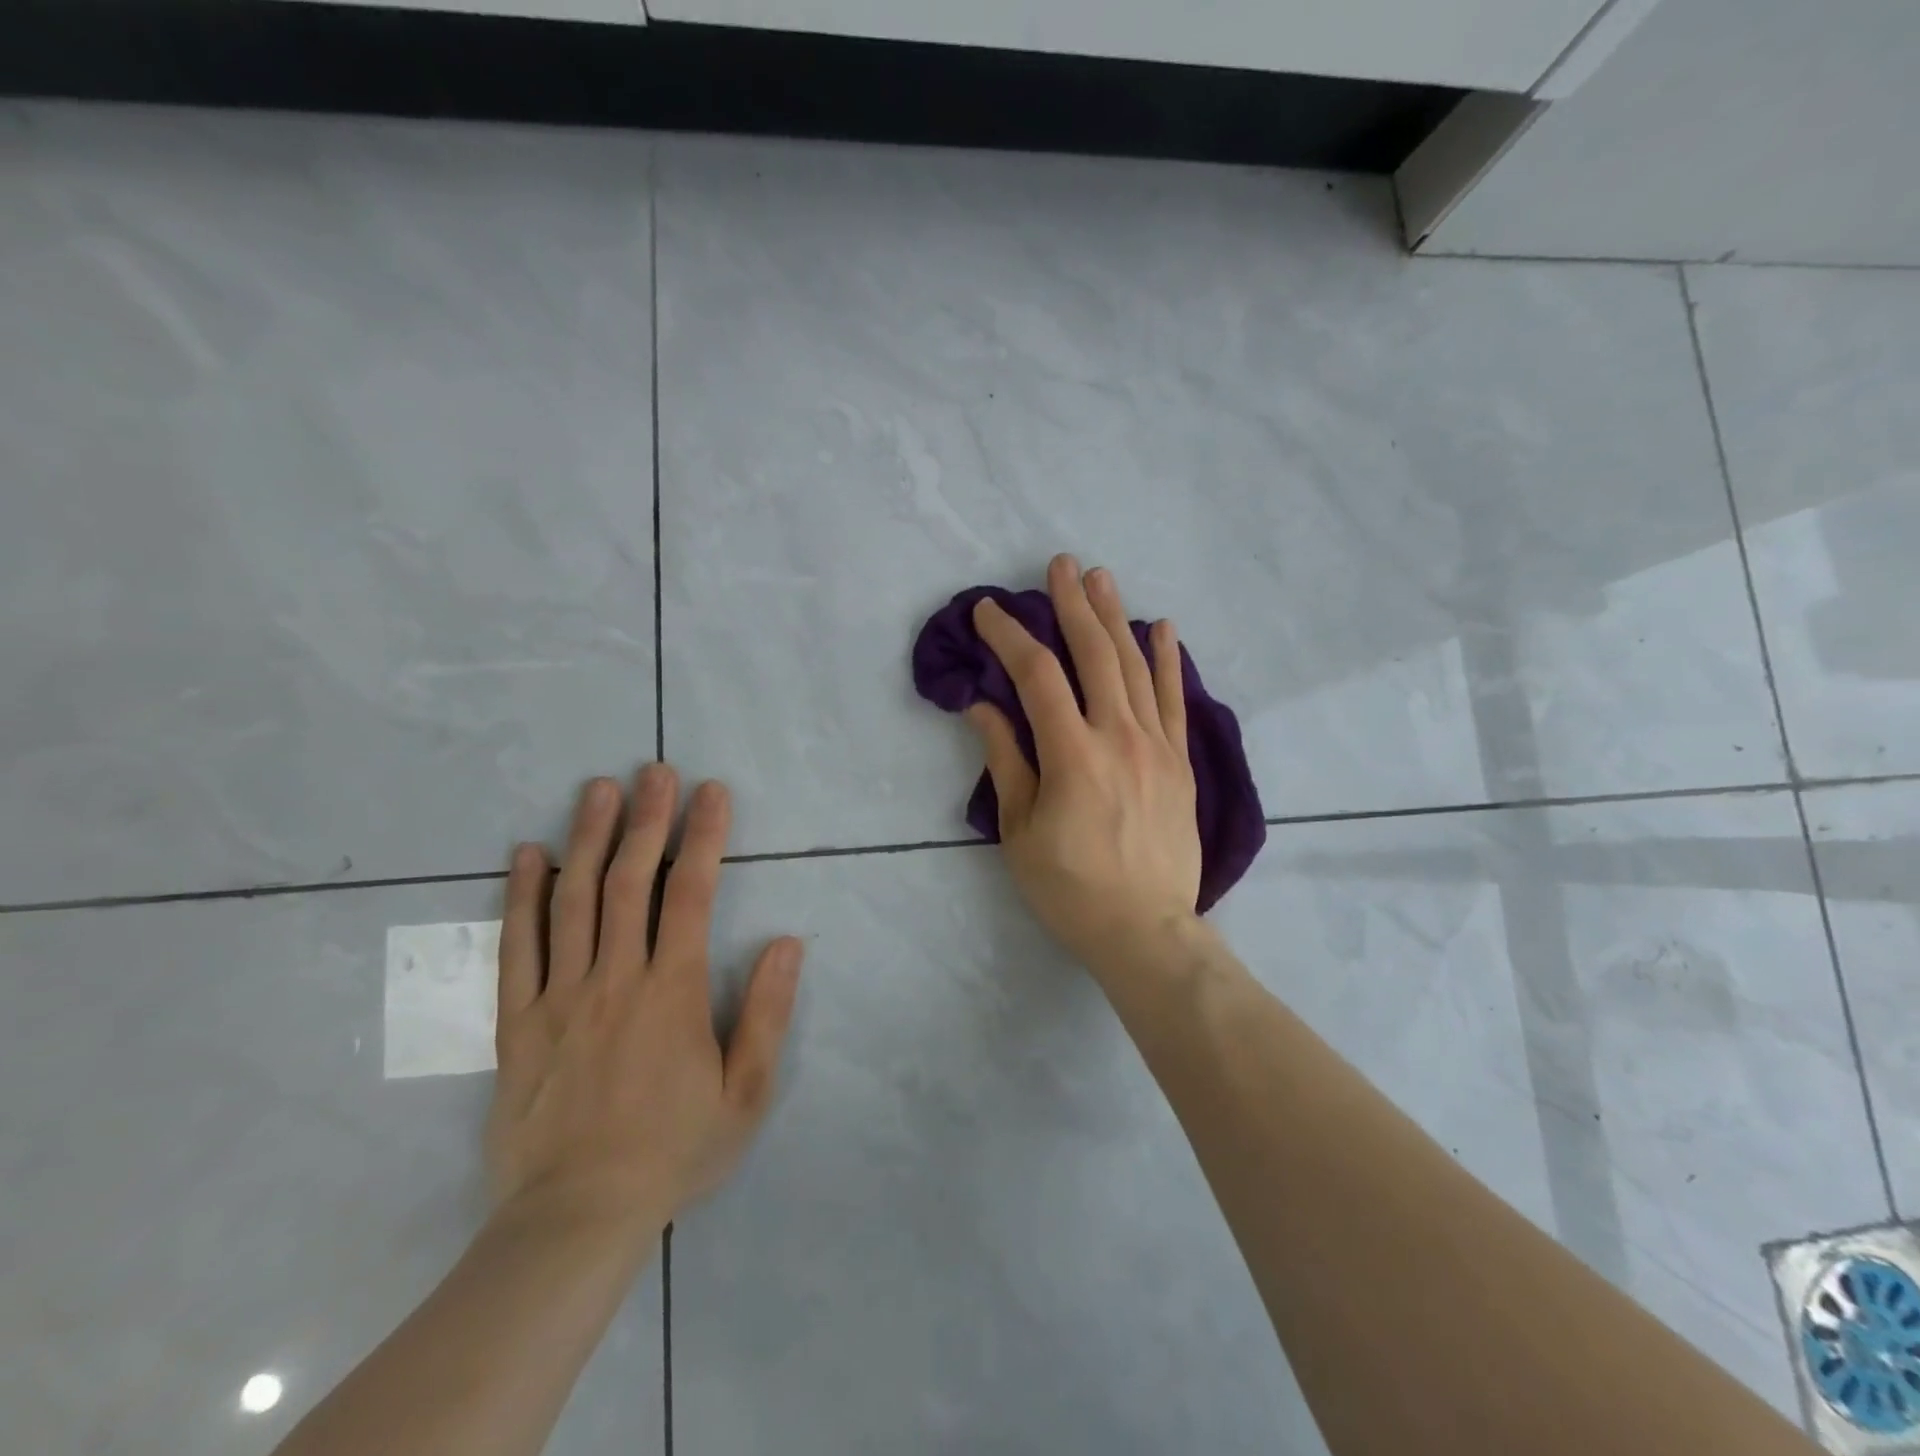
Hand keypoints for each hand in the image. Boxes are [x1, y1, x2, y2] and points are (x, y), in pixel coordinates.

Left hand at [485, 766, 801, 1236]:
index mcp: (672, 992)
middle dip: (647, 820)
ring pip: (573, 901)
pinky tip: (527, 855)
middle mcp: (615, 979)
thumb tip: (788, 943)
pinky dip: (521, 897)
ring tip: (598, 789)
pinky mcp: (518, 1022)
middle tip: (654, 770)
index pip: (691, 894)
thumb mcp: (746, 1093)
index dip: (704, 836)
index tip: (711, 791)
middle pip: (630, 882)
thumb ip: (767, 1014)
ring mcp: (560, 997)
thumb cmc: (674, 1151)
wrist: (576, 1219)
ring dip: (588, 838)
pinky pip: (517, 948)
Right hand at [968, 554, 1203, 978]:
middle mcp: (1118, 736)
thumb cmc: (1070, 888)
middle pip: (1094, 654)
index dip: (1009, 637)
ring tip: (1101, 578)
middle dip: (1073, 605)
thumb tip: (982, 706)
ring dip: (1116, 618)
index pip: (1037, 676)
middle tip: (1060, 566)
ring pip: (1134, 667)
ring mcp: (1156, 746)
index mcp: (1072, 754)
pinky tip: (1161, 627)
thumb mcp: (1020, 829)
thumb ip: (1005, 759)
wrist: (1145, 930)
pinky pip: (1173, 699)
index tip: (989, 612)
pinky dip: (1166, 660)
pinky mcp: (1180, 761)